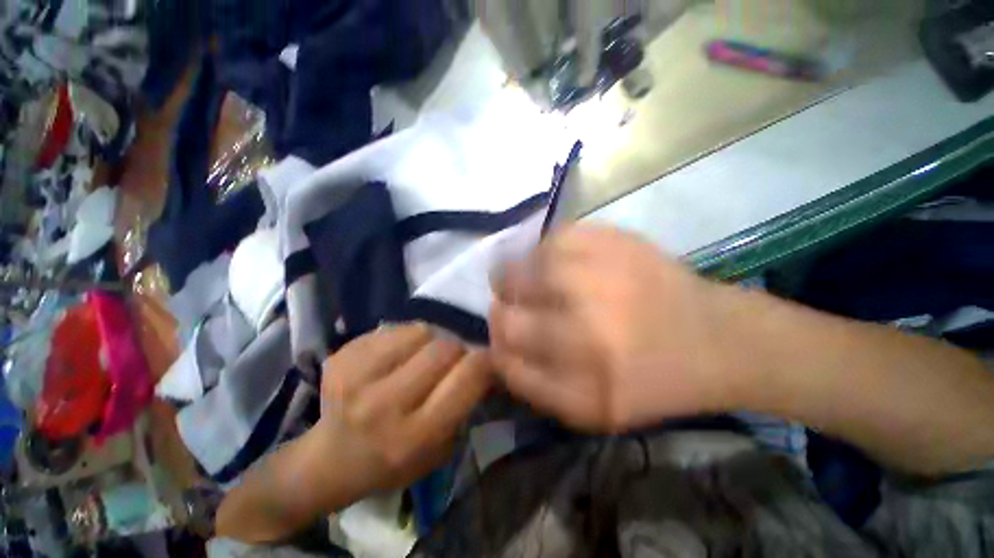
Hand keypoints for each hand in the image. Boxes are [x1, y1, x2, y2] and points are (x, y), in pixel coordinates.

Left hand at [322, 324, 492, 491]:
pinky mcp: (343, 356)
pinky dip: (406, 338)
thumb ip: (466, 406)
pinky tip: (396, 357)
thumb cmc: (393, 462)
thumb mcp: (441, 450)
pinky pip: (395, 329)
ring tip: (422, 357)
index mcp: (415, 435)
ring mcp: (357, 376)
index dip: (486, 362)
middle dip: (458, 350)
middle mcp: (385, 404)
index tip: (487, 360)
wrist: (328, 460)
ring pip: (422, 331)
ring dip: (432, 341)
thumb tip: (486, 364)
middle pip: (445, 348)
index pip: (468, 376)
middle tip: (453, 360)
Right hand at [490, 226, 737, 432]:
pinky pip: (552, 240)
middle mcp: (587, 335)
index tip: (500, 340)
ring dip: (516, 279)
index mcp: (584, 390)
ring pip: (520, 273)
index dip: (495, 348)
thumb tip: (496, 349)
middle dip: (501, 313)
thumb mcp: (592, 409)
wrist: (718, 338)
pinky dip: (543, 251)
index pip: (506, 364)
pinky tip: (555, 260)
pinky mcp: (613, 241)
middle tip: (511, 307)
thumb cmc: (654, 380)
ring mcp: (598, 280)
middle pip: (507, 319)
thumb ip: (536, 385)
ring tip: (530, 281)